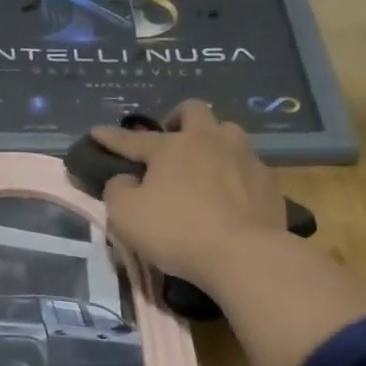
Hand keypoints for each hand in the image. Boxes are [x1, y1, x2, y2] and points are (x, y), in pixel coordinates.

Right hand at [93, 100, 289, 288]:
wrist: (244, 255)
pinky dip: (235, 173)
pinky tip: (231, 193)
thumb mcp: (126, 216)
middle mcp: (210, 140)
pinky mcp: (268, 180)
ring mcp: (244, 156)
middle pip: (194, 111)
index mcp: (172, 146)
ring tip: (205, 165)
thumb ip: (117, 190)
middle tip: (171, 139)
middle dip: (178, 119)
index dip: (111, 137)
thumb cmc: (177, 232)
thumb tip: (125, 179)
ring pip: (227, 133)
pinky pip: (247, 166)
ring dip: (212, 141)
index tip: (96, 132)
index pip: (133, 139)